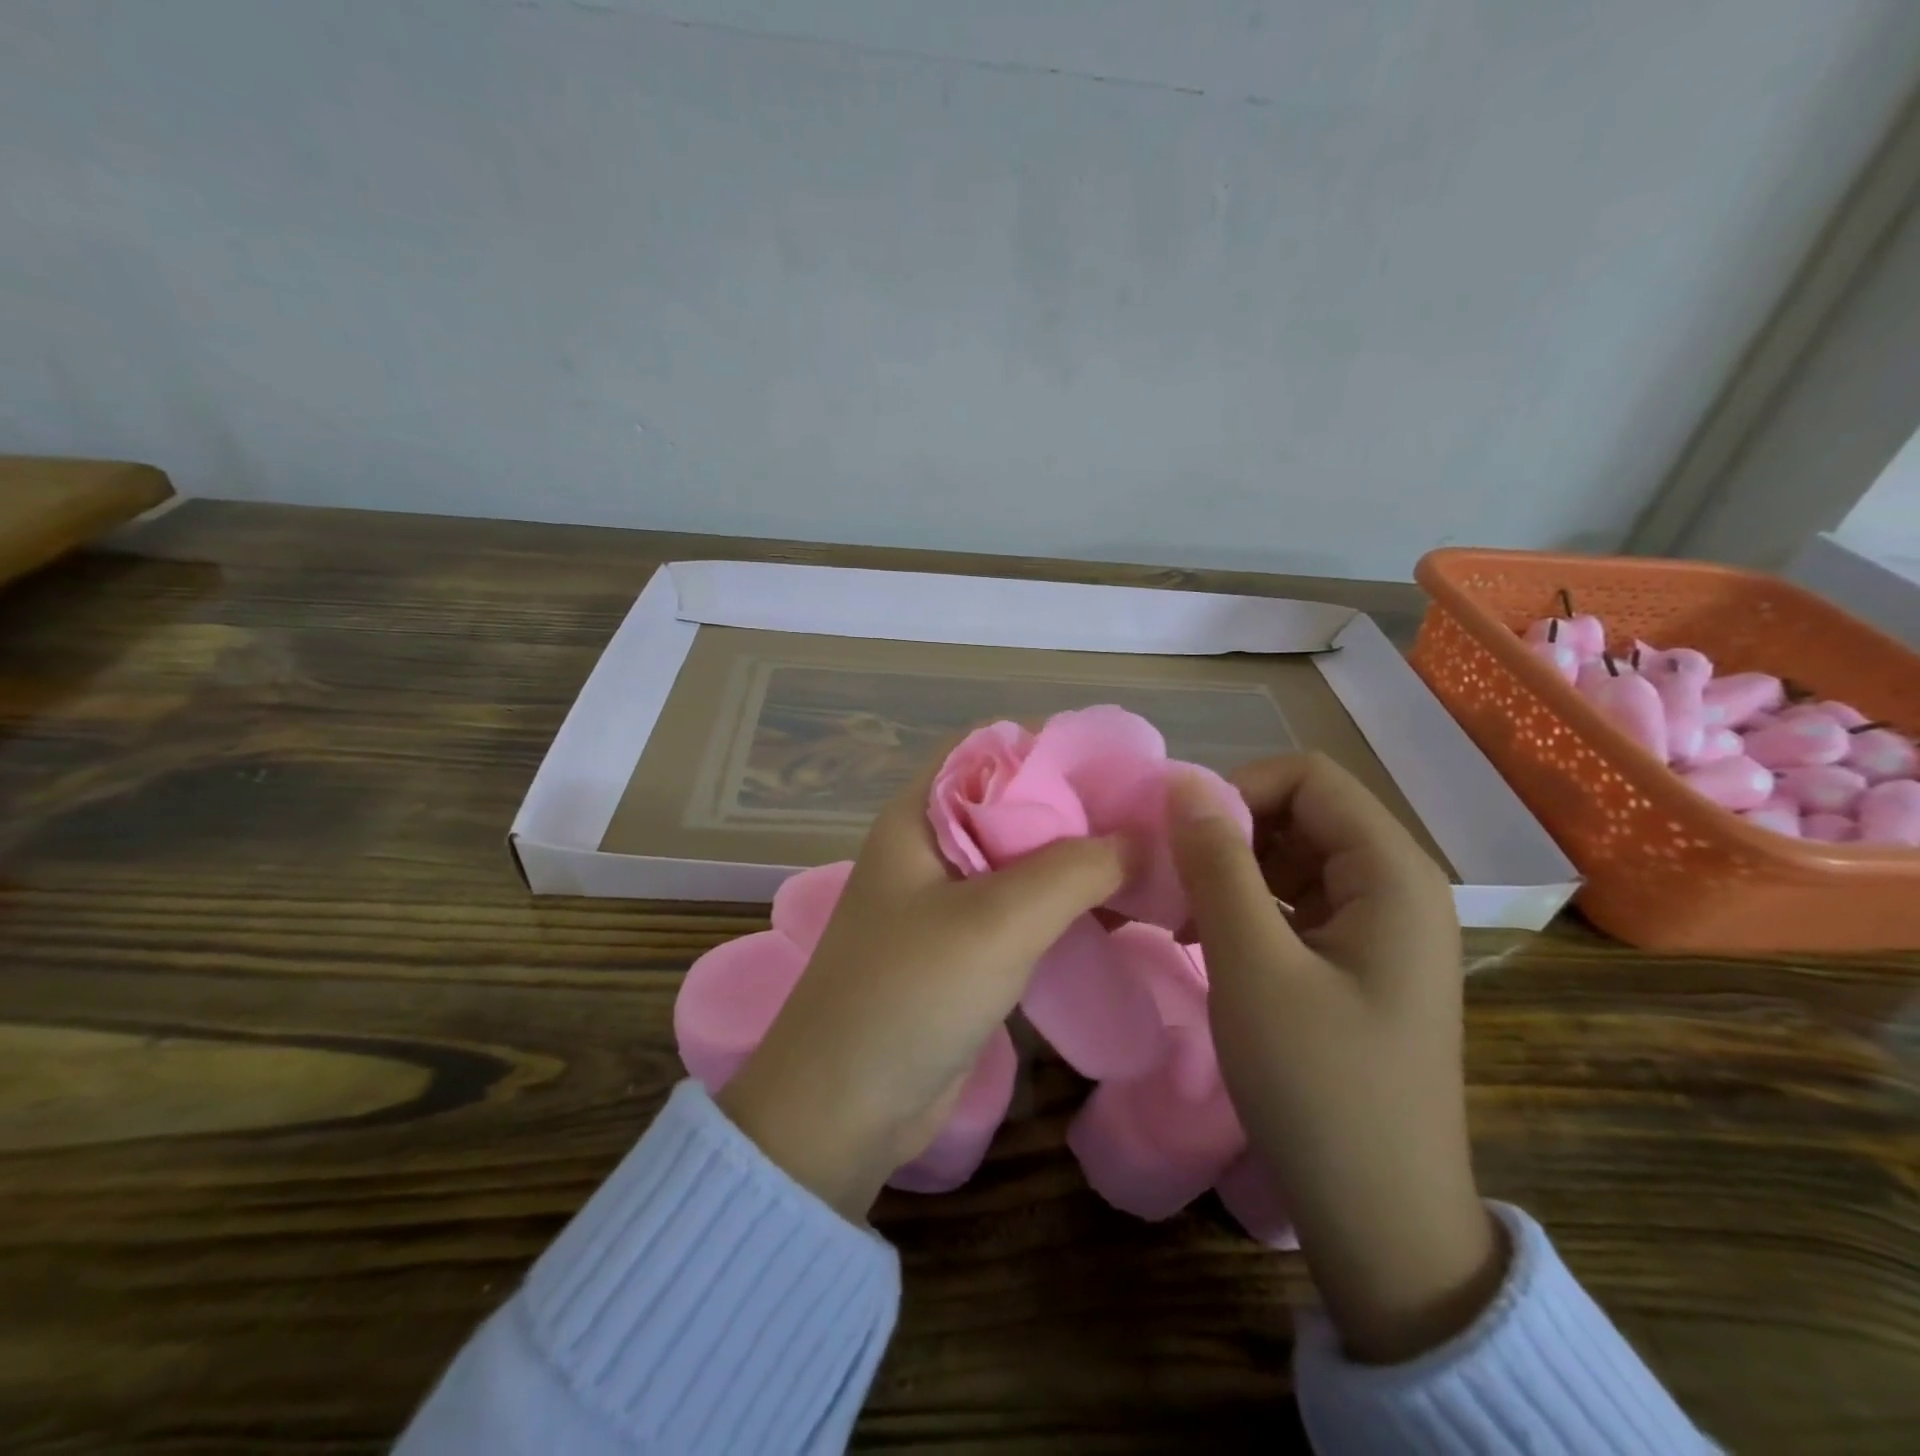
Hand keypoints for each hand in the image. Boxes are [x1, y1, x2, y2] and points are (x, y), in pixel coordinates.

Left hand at [717, 762, 1124, 1223]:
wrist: (843, 1110)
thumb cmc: (910, 994)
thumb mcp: (997, 920)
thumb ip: (1074, 869)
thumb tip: (1142, 837)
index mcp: (920, 817)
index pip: (988, 748)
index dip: (1050, 744)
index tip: (1121, 760)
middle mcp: (933, 848)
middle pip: (1014, 803)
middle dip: (1079, 805)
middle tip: (1153, 816)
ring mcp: (947, 901)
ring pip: (1025, 859)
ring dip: (1080, 859)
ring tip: (1152, 860)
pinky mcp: (965, 950)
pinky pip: (1025, 909)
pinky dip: (1069, 905)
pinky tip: (1119, 912)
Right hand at [1168, 753, 1504, 1363]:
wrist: (1383, 1221)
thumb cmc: (1319, 1085)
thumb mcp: (1252, 965)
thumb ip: (1217, 864)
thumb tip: (1181, 782)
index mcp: (1392, 873)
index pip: (1308, 778)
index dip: (1238, 791)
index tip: (1180, 842)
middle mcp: (1398, 886)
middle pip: (1302, 814)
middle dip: (1229, 835)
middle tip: (1171, 883)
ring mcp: (1382, 928)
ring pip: (1294, 859)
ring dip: (1232, 874)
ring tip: (1181, 917)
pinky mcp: (1361, 963)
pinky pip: (1299, 904)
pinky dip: (1249, 909)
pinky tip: (1207, 943)